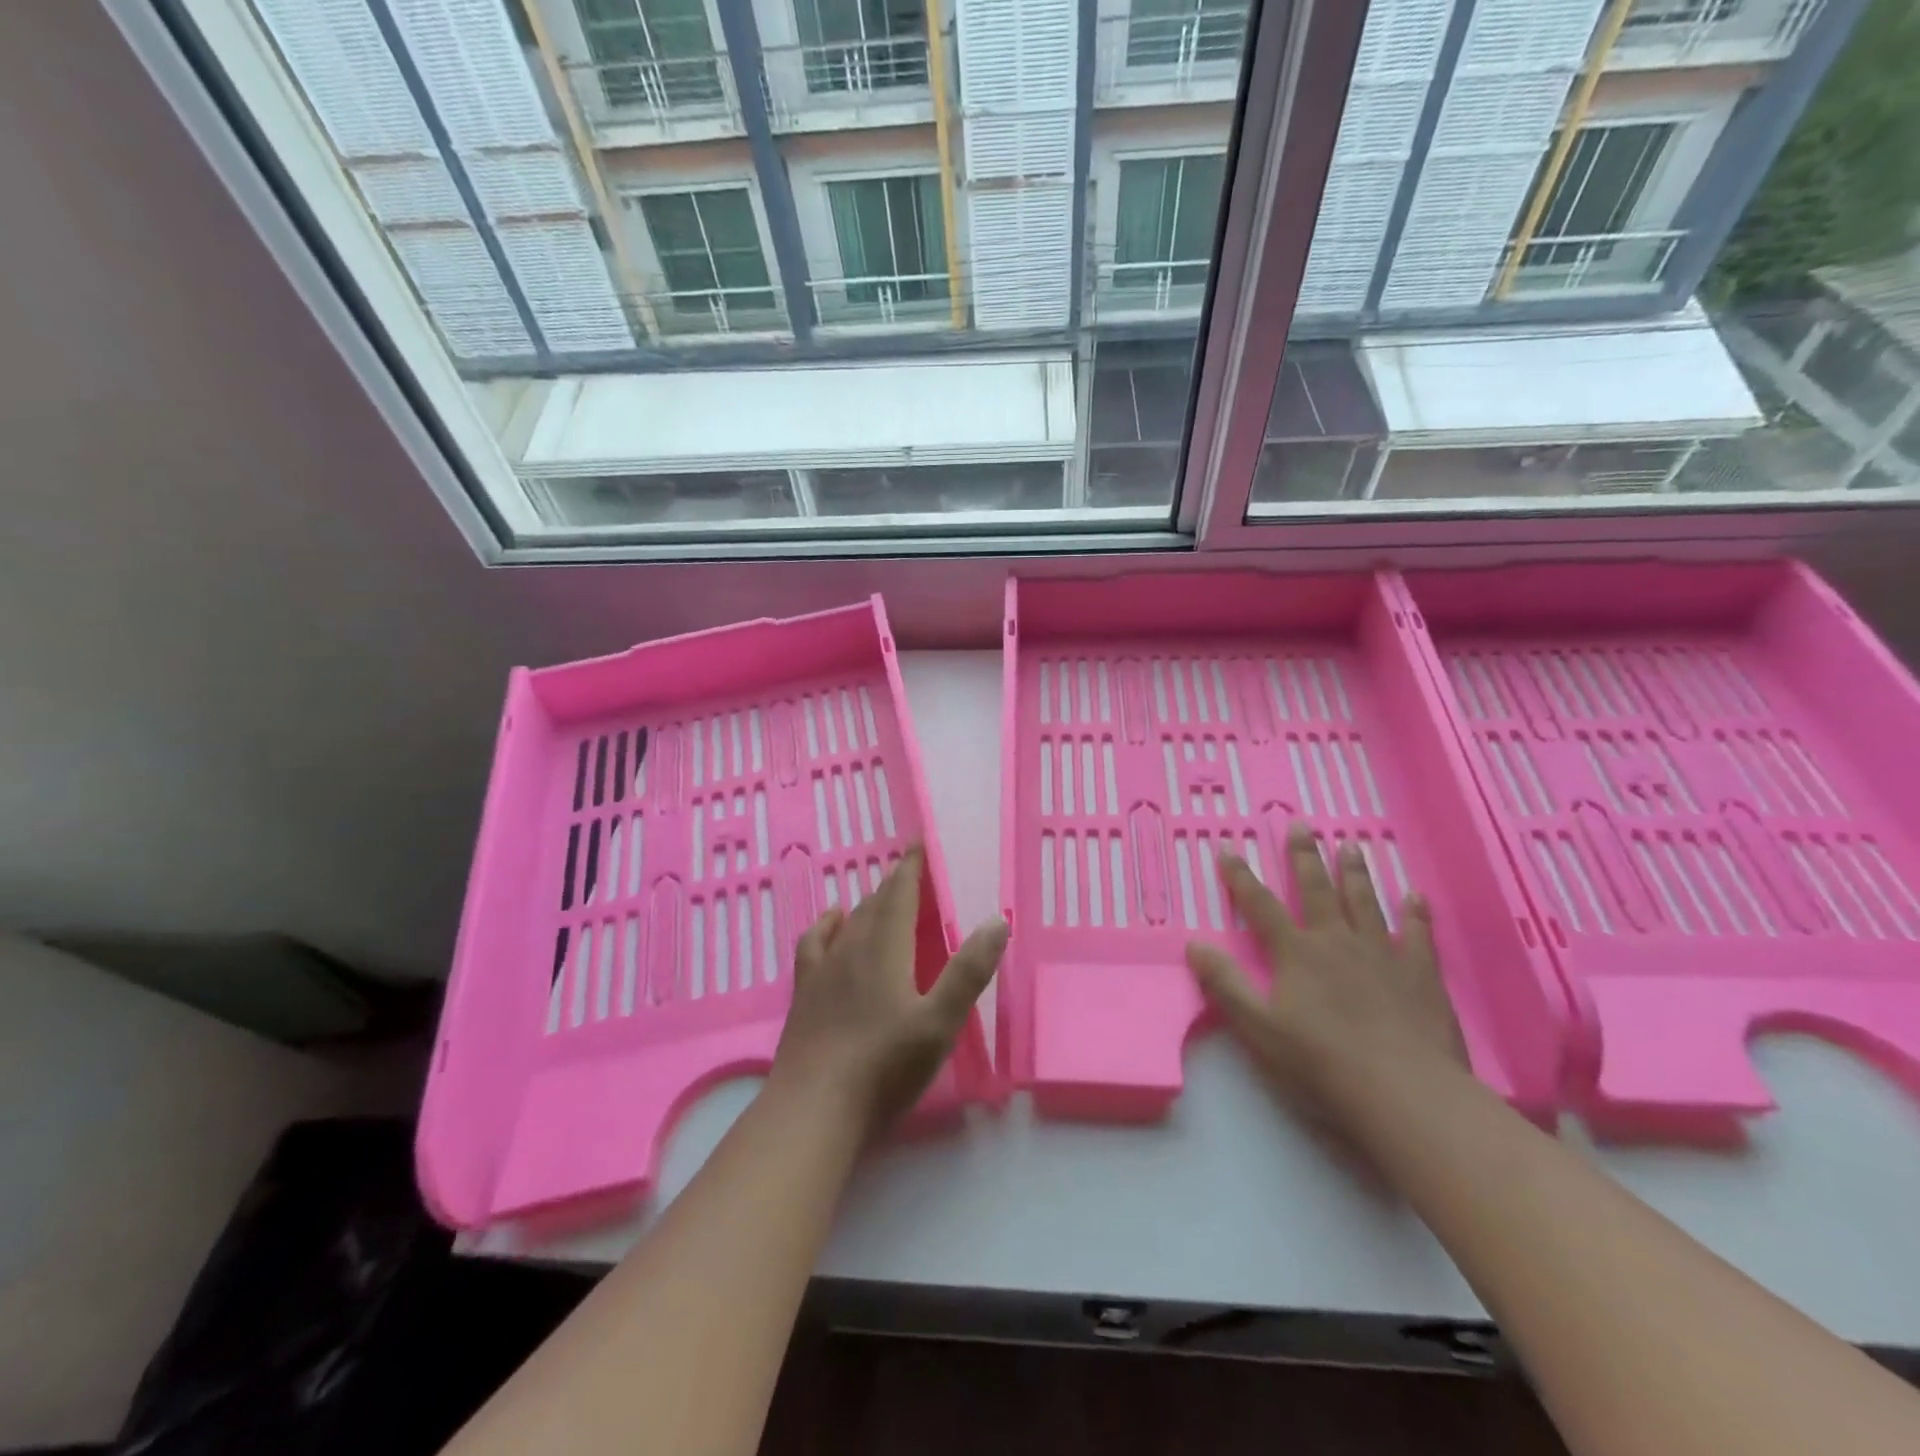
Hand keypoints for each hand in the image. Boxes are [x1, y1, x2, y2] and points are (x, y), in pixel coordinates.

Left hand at [770, 847, 1006, 1137]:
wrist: (814, 1108)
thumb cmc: (884, 1066)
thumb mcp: (939, 1023)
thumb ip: (968, 971)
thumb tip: (997, 920)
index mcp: (886, 950)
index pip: (900, 895)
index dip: (911, 868)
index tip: (918, 844)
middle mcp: (852, 949)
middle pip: (875, 905)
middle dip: (894, 885)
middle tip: (910, 873)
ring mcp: (824, 971)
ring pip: (848, 923)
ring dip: (867, 904)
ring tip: (879, 896)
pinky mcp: (805, 994)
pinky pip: (814, 943)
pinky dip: (826, 926)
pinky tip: (831, 923)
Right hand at [1184, 823, 1467, 1122]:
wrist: (1405, 1093)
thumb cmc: (1322, 1063)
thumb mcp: (1258, 1029)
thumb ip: (1225, 985)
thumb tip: (1194, 944)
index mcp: (1297, 953)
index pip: (1261, 906)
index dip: (1241, 878)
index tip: (1228, 849)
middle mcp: (1337, 942)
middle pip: (1317, 890)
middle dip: (1304, 856)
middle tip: (1301, 825)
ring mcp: (1383, 955)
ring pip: (1366, 902)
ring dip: (1355, 873)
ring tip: (1351, 846)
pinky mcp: (1422, 975)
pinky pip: (1419, 935)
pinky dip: (1416, 914)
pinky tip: (1415, 896)